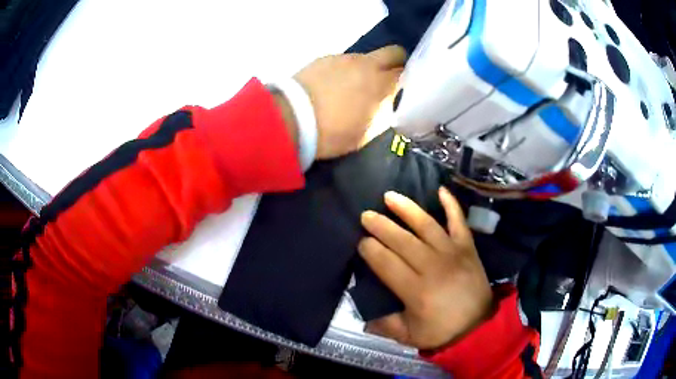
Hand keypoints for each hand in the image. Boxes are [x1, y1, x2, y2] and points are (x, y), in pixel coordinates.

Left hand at [294, 45, 405, 158]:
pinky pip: (344, 60)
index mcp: (382, 86)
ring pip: (367, 57)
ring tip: (353, 85)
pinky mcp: (325, 58)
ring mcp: (345, 58)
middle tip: (389, 79)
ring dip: (367, 68)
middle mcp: (368, 65)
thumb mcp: (366, 132)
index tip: (405, 89)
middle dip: (397, 63)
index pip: (408, 74)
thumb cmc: (332, 133)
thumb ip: (383, 113)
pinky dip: (345, 70)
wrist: (291, 118)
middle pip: (395, 52)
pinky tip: (333, 84)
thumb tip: (389, 104)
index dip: (409, 81)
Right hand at [358, 187, 492, 349]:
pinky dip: (451, 204)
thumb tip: (364, 312)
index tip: (361, 242)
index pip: (387, 264)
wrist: (479, 327)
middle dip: (381, 226)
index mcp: (417, 291)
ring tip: (389, 196)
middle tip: (366, 215)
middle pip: (403, 241)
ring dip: (407, 209)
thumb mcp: (408, 335)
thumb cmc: (442, 331)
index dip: (371, 250)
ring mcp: (453, 253)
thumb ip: (384, 324)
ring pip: (427, 225)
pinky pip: (459, 221)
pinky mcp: (468, 247)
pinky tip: (440, 189)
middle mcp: (433, 267)